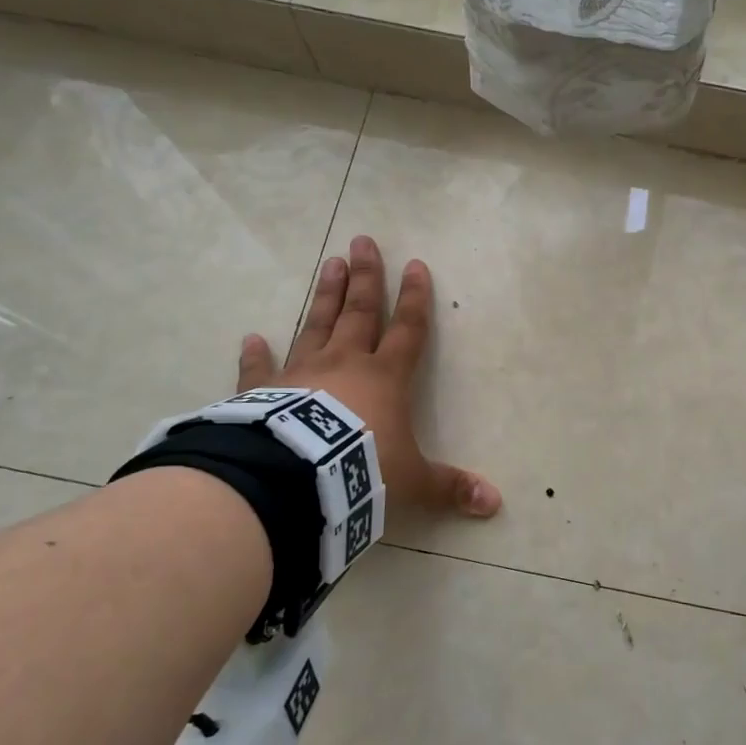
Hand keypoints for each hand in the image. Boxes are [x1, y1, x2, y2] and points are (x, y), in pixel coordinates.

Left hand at [237, 236, 501, 517]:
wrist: (296, 480)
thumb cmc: (362, 470)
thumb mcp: (413, 483)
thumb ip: (449, 488)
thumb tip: (494, 503)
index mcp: (385, 378)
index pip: (408, 331)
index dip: (415, 300)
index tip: (416, 265)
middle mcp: (345, 364)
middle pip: (360, 313)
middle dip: (366, 278)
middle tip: (363, 241)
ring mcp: (301, 373)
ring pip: (317, 325)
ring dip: (325, 296)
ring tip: (329, 262)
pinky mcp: (264, 392)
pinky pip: (260, 369)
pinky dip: (255, 354)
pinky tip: (251, 337)